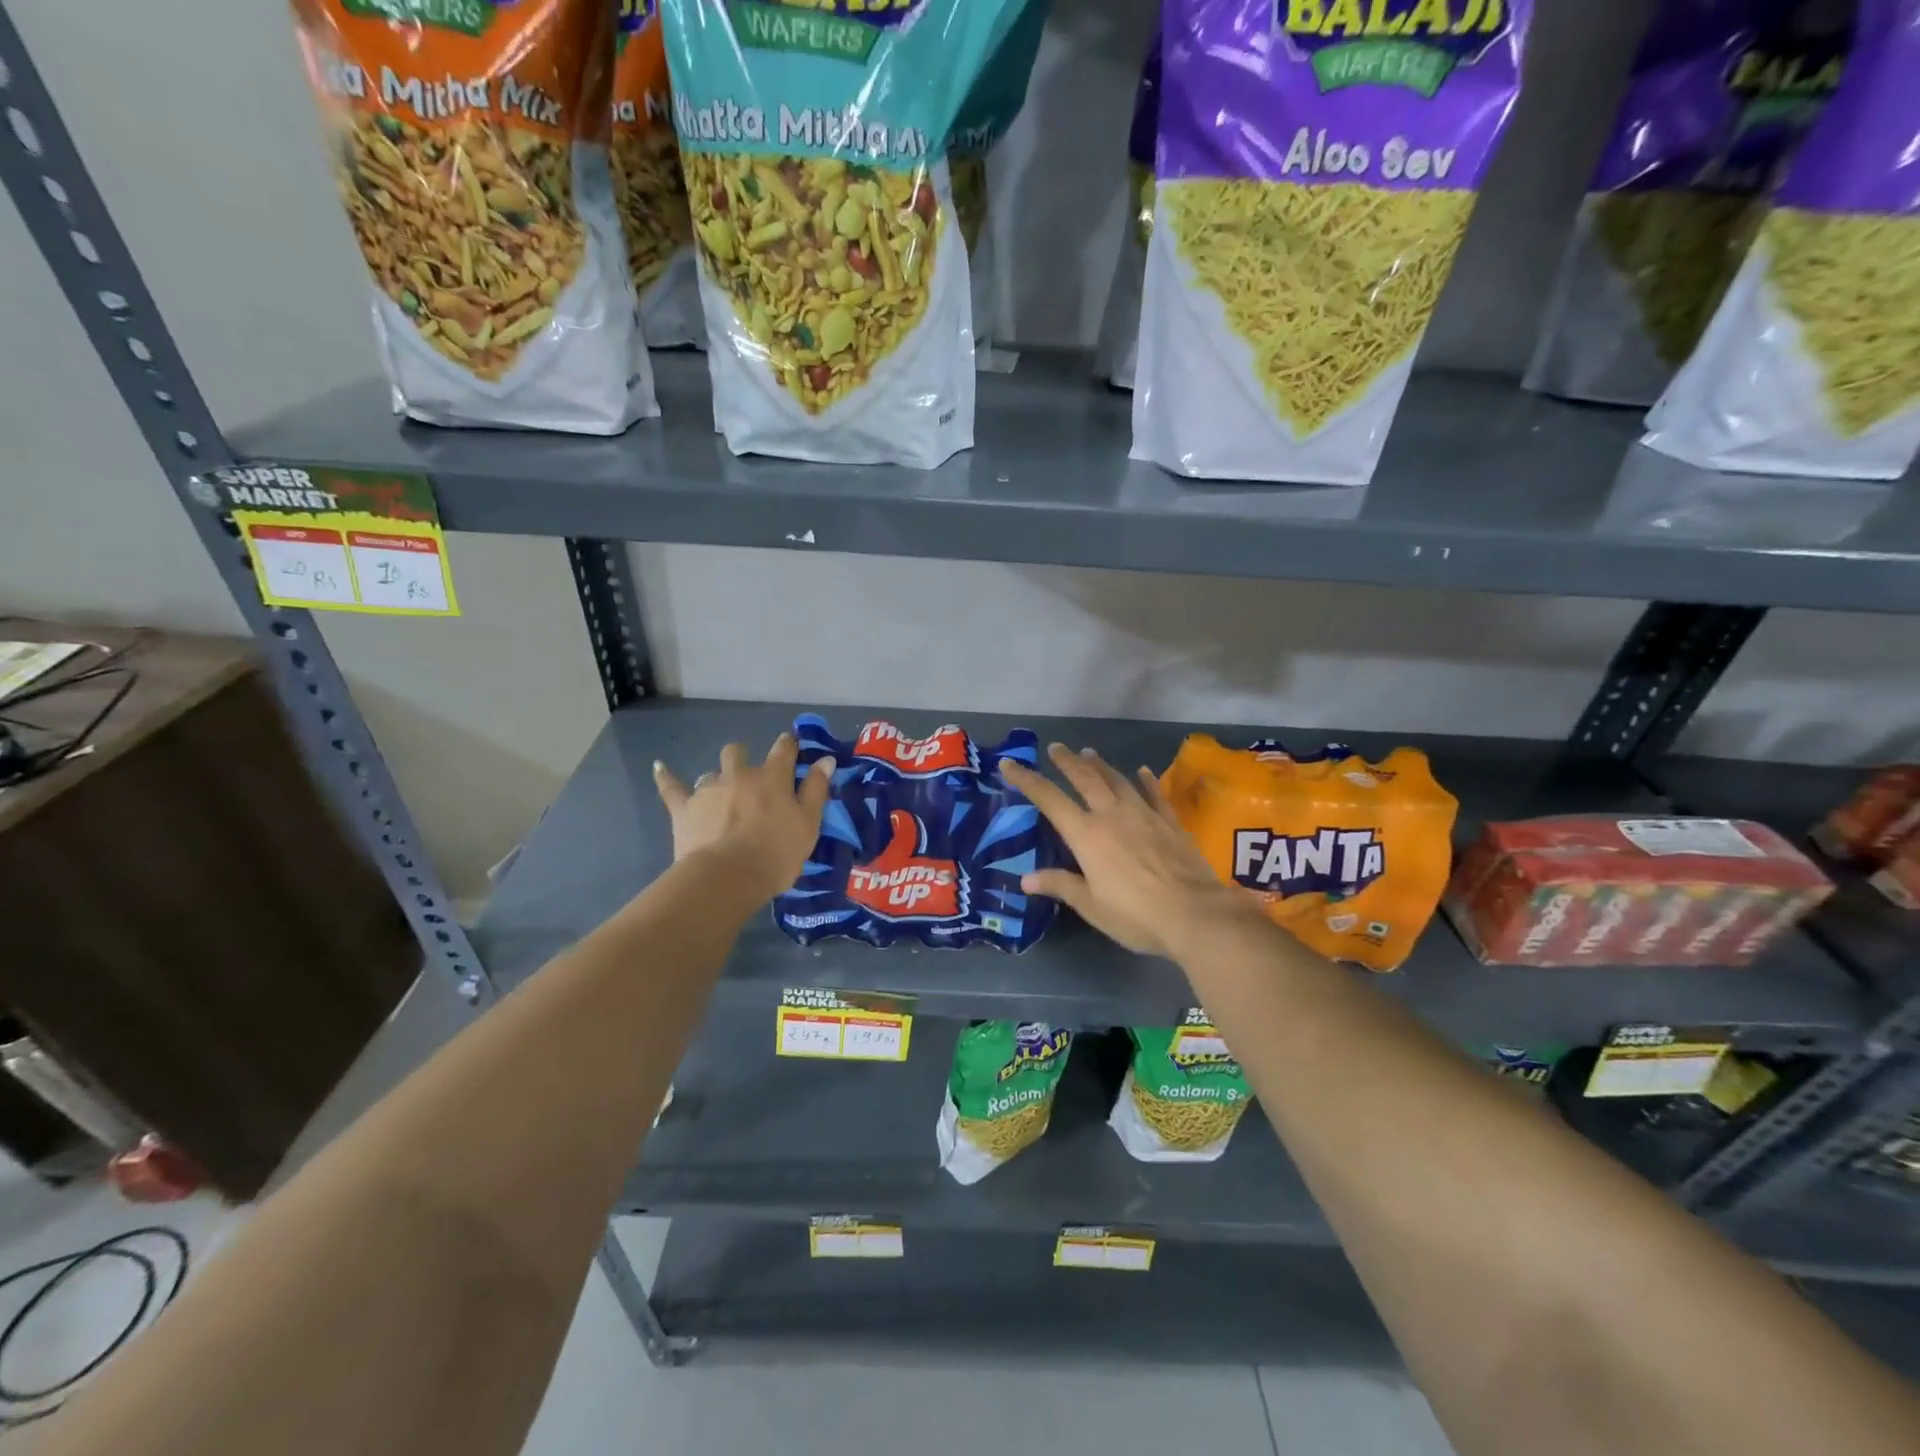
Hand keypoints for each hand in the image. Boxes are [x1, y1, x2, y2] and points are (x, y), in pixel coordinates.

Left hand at [653, 734, 834, 903]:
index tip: (790, 746)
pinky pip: (671, 787)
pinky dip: (666, 777)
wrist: (727, 877)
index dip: (788, 745)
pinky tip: (659, 767)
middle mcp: (739, 775)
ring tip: (721, 796)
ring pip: (711, 773)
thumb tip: (825, 759)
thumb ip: (816, 789)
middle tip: (750, 776)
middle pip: (738, 752)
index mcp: (772, 778)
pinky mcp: (683, 808)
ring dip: (718, 780)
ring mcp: (708, 789)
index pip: (783, 750)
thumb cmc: (776, 853)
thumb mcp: (808, 824)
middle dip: (744, 757)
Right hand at [1000, 743, 1257, 958]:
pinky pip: (1154, 794)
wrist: (1195, 914)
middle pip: (1085, 779)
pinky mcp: (1171, 822)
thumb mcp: (1091, 906)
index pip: (1049, 799)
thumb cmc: (1136, 915)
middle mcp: (1112, 815)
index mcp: (1086, 835)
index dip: (1026, 780)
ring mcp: (1144, 814)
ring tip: (1089, 753)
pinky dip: (1146, 781)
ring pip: (1117, 780)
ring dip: (1101, 765)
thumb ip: (1060, 886)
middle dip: (1067, 762)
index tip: (1009, 764)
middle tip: (1056, 747)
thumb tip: (1026, 879)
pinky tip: (1142, 771)